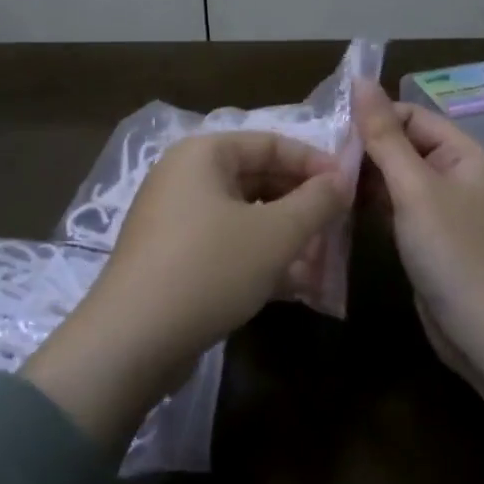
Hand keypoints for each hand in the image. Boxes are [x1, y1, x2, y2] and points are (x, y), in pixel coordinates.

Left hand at [24, 132, 348, 455]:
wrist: (133, 340)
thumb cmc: (210, 268)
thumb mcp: (275, 234)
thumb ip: (316, 202)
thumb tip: (344, 178)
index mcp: (204, 154)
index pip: (271, 143)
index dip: (314, 163)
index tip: (350, 187)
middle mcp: (185, 178)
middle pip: (258, 179)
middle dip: (302, 205)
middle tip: (340, 228)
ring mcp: (176, 219)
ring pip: (245, 217)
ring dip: (286, 237)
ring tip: (324, 262)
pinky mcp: (174, 259)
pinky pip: (227, 246)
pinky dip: (260, 259)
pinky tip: (296, 286)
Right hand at [353, 78, 483, 483]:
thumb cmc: (455, 253)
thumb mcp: (415, 189)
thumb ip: (384, 136)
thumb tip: (362, 81)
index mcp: (464, 153)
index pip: (410, 115)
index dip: (372, 117)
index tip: (326, 128)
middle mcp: (457, 174)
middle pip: (403, 145)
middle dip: (364, 149)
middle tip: (314, 156)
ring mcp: (445, 209)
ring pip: (397, 178)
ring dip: (364, 177)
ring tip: (319, 178)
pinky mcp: (432, 238)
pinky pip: (398, 208)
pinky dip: (373, 204)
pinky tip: (340, 206)